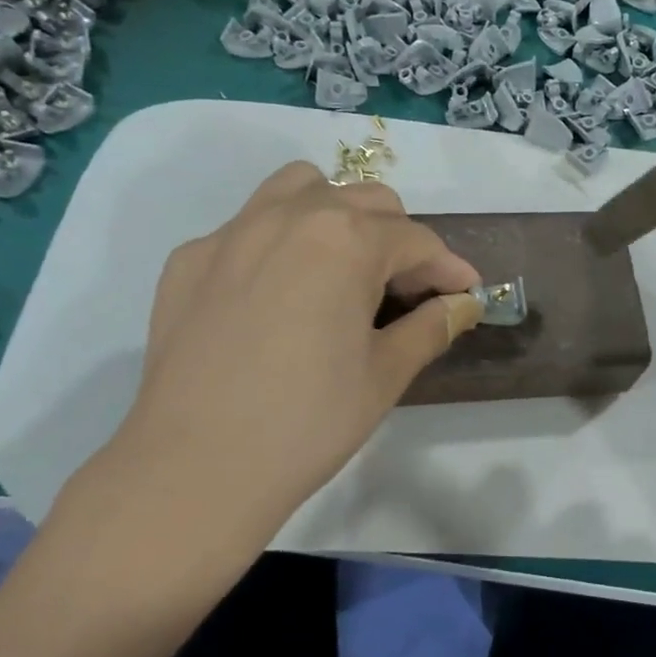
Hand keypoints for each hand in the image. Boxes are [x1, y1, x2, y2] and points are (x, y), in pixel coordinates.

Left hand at [71, 163, 481, 566]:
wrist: (195, 467)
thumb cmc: (307, 422)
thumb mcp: (385, 375)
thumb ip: (431, 327)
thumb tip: (462, 304)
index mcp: (345, 241)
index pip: (416, 240)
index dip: (448, 267)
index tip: (465, 294)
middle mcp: (289, 216)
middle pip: (364, 201)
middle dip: (398, 239)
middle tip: (405, 293)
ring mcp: (232, 232)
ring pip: (300, 189)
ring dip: (336, 215)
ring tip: (342, 268)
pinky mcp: (190, 259)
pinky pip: (247, 226)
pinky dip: (279, 243)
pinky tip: (276, 296)